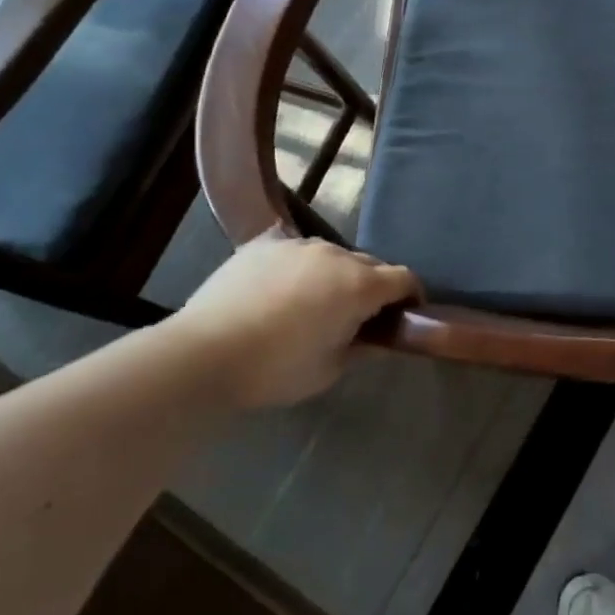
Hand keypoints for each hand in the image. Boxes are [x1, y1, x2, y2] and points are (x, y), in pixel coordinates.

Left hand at [172, 236, 419, 407]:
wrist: (203, 354)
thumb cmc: (276, 368)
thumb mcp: (330, 370)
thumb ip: (363, 348)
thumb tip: (379, 339)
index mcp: (360, 285)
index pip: (405, 279)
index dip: (411, 297)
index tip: (405, 317)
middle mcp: (336, 255)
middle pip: (370, 264)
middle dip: (373, 287)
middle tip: (358, 318)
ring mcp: (298, 245)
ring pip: (332, 256)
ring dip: (335, 275)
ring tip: (314, 303)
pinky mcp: (264, 244)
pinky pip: (295, 252)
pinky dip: (299, 268)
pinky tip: (280, 291)